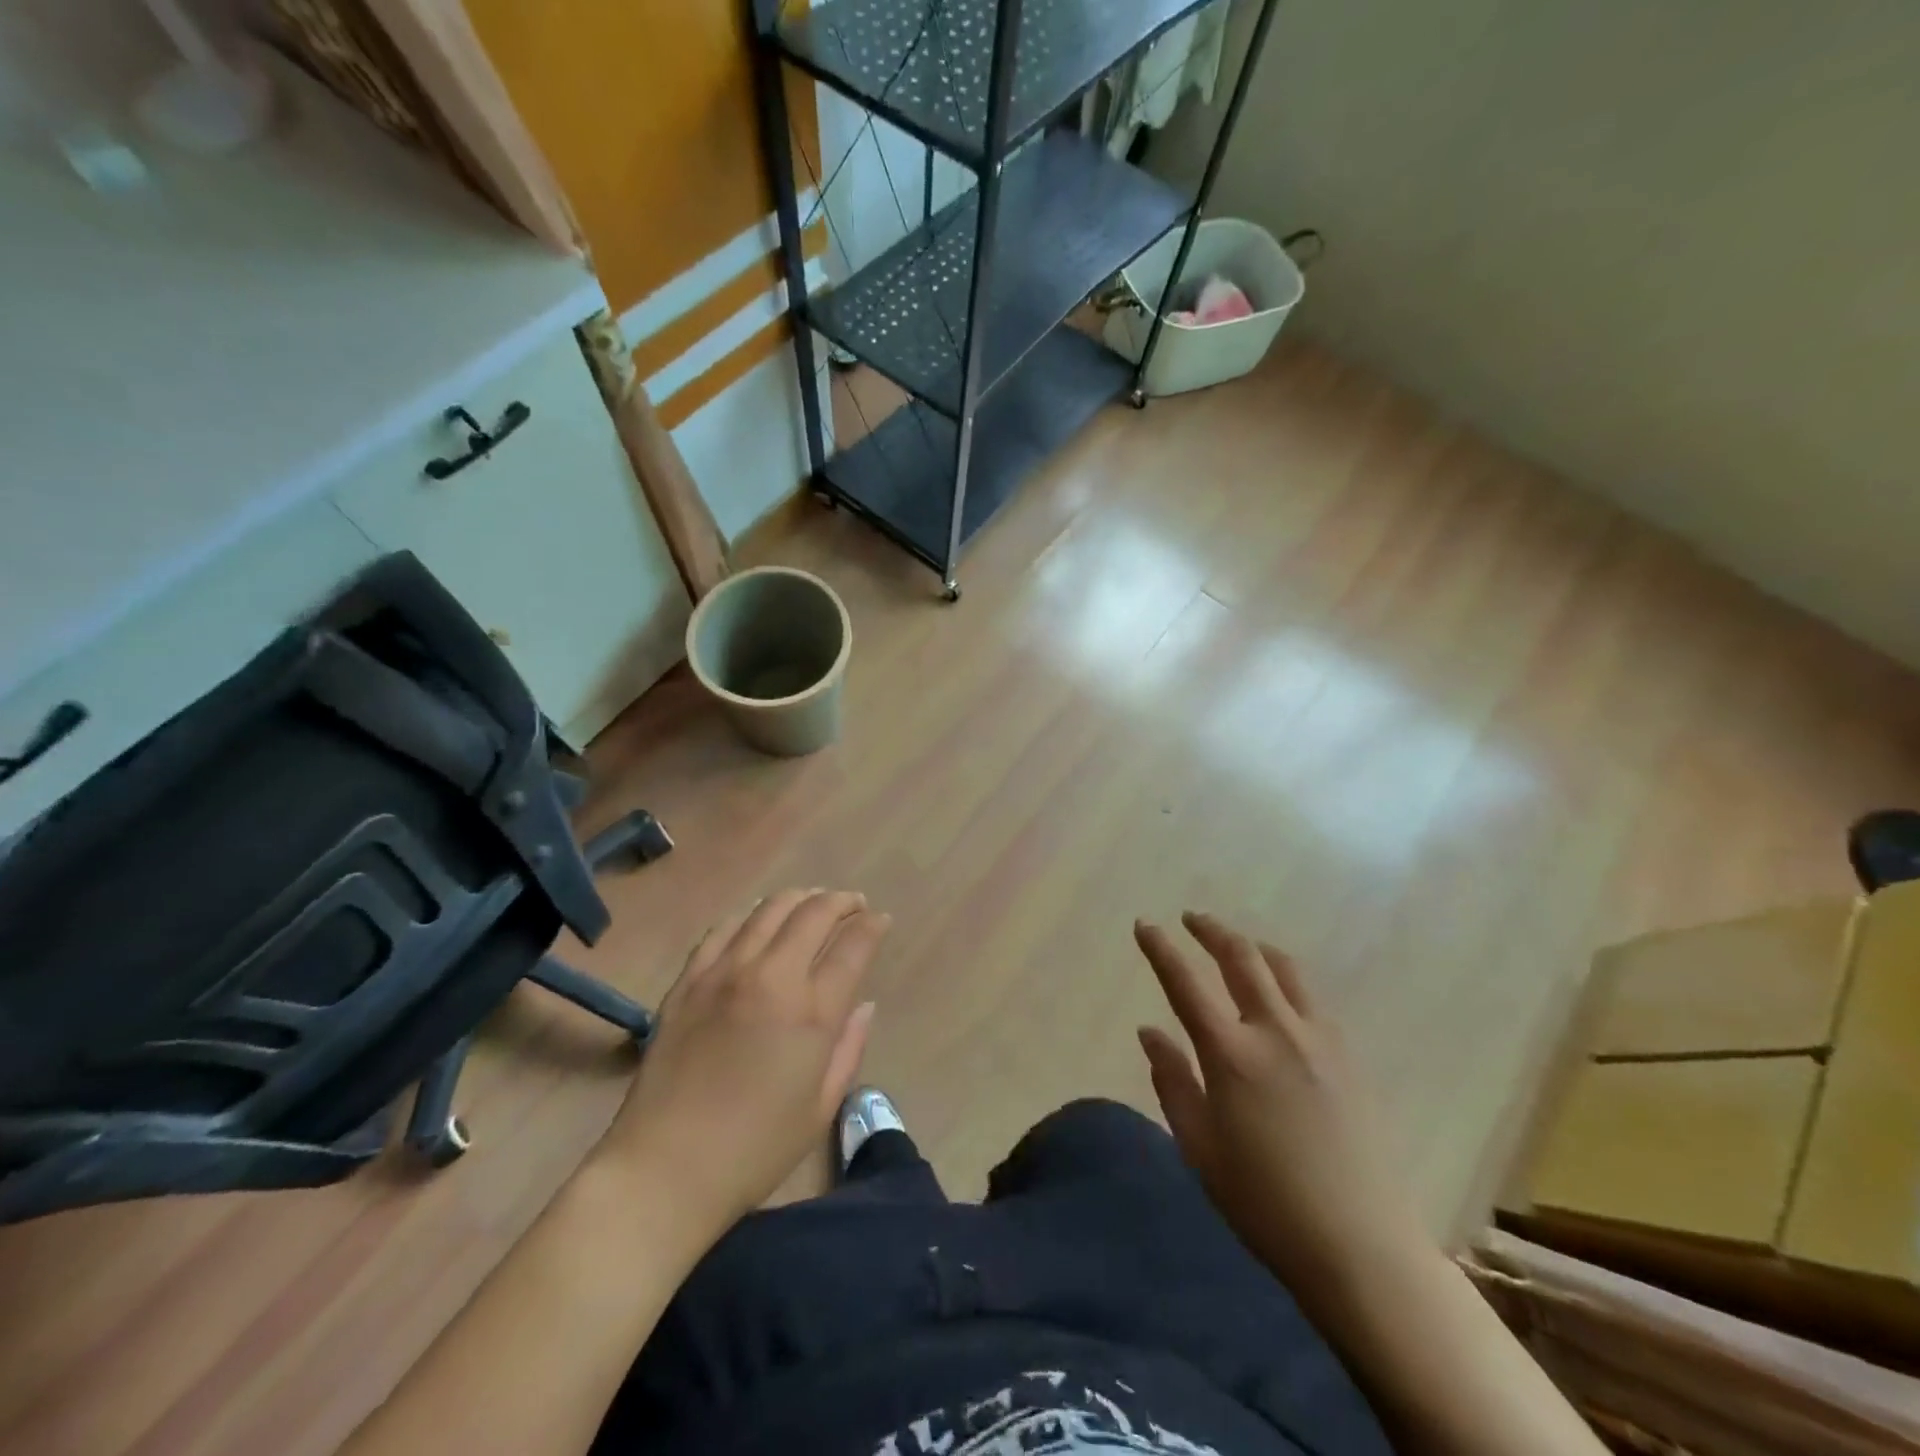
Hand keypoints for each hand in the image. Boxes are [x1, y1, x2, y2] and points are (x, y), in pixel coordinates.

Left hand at [604, 889, 890, 1235]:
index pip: (853, 945)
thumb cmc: (754, 1150)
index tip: (882, 920)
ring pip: (769, 909)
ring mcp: (724, 973)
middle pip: (814, 912)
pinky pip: (724, 928)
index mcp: (811, 1012)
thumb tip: (863, 1004)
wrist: (663, 1169)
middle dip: (842, 901)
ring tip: (812, 902)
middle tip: (854, 905)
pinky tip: (757, 918)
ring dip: (800, 898)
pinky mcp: (689, 980)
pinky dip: (750, 914)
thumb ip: (849, 1047)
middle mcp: (770, 977)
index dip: (873, 926)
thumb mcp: (821, 1107)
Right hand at [1133, 912, 1428, 1314]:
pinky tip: (1280, 996)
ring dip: (1253, 947)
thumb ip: (1172, 1081)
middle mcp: (1275, 1031)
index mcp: (1231, 1054)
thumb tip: (1150, 1031)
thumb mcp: (1199, 1147)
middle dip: (1211, 930)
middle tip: (1191, 919)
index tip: (1144, 924)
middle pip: (1241, 957)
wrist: (1361, 1246)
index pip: (1185, 982)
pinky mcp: (1349, 1057)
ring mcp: (1319, 1040)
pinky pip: (1312, 998)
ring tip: (1236, 946)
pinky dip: (1286, 979)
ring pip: (1284, 968)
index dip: (1160, 948)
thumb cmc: (1264, 1202)